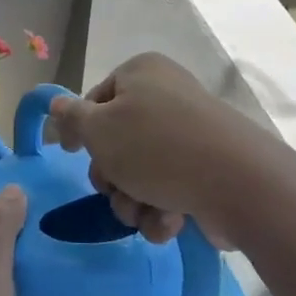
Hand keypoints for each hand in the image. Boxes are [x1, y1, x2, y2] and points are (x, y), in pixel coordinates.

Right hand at [47, 53, 263, 246]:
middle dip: (111, 177)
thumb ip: (71, 117)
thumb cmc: (157, 148)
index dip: (80, 131)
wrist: (239, 185)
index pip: (94, 100)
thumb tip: (55, 103)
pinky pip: (169, 189)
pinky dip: (162, 210)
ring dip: (133, 200)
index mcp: (141, 74)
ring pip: (139, 172)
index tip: (72, 154)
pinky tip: (170, 222)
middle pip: (116, 141)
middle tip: (116, 189)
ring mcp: (190, 134)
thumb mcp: (99, 130)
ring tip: (145, 212)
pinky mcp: (208, 170)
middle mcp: (167, 96)